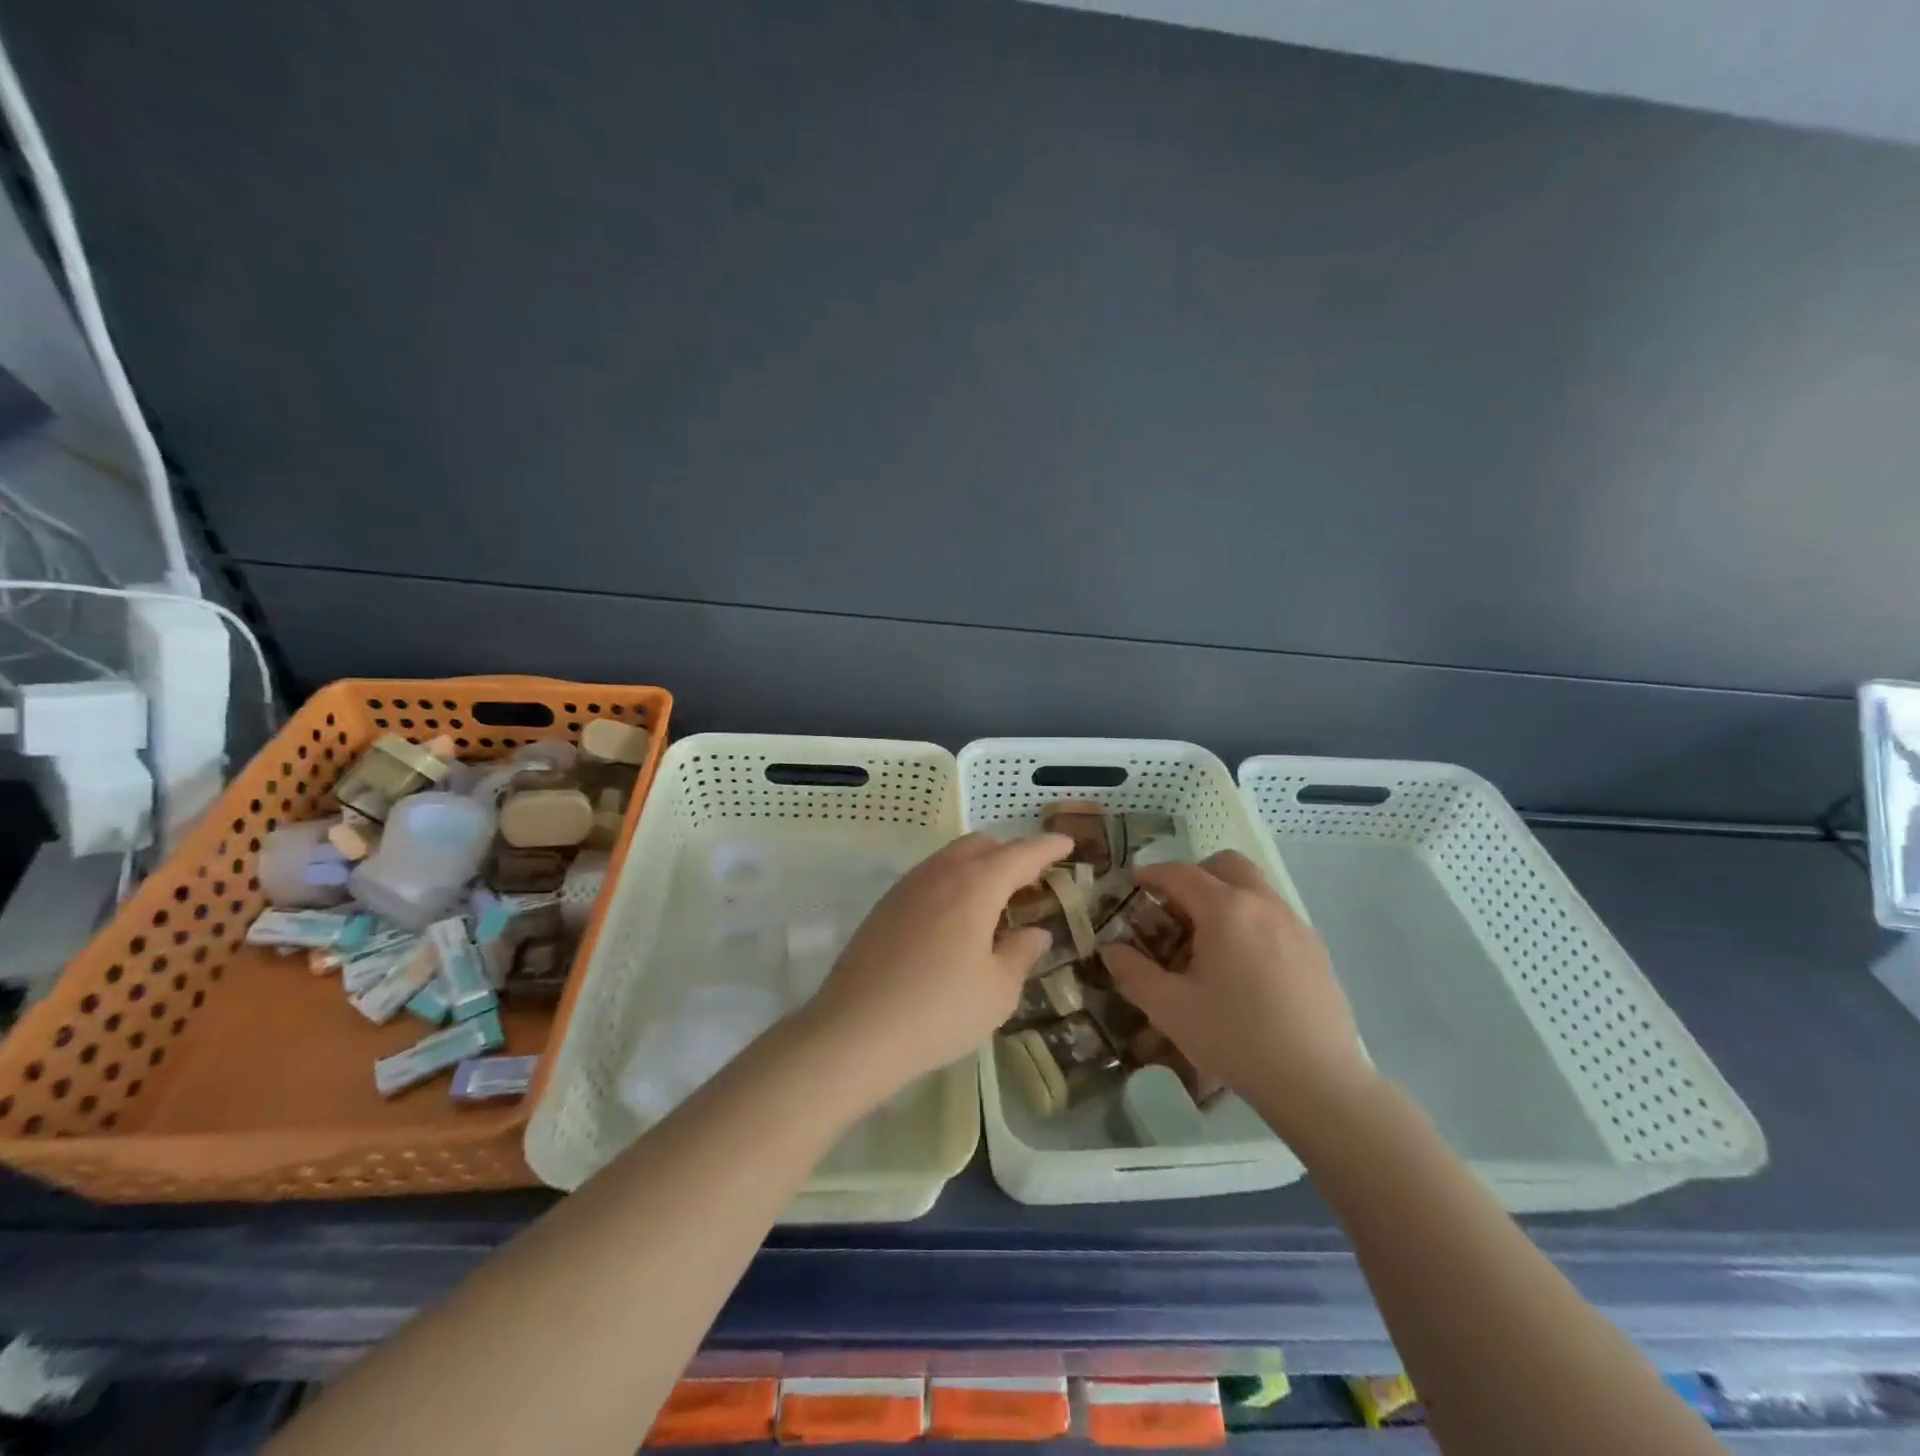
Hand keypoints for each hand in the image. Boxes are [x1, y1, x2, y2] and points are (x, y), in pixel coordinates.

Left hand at [805, 832, 1072, 1097]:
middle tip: (1032, 878)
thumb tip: (1034, 932)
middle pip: (982, 845)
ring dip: (979, 866)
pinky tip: (956, 918)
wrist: (855, 1030)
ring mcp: (907, 886)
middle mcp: (940, 873)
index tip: (1067, 843)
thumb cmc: (940, 1010)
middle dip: (1011, 853)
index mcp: (976, 884)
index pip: (1020, 854)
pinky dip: (953, 882)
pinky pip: (929, 877)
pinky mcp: (884, 906)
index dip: (1047, 847)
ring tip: (995, 898)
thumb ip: (1020, 953)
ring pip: (951, 857)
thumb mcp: (997, 990)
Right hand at [1100, 851, 1374, 1138]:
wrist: (1318, 1083)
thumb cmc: (1235, 1038)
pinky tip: (1243, 967)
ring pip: (1255, 888)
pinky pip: (1275, 916)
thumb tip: (1110, 949)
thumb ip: (1133, 972)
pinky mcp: (1316, 950)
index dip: (1152, 874)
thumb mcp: (1169, 1008)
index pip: (1180, 873)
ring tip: (1208, 941)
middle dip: (1195, 875)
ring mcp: (1296, 925)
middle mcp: (1263, 904)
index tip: (1134, 883)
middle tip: (1175, 909)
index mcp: (1226, 909)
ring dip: (1225, 897)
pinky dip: (1251, 920)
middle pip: (1226, 865)